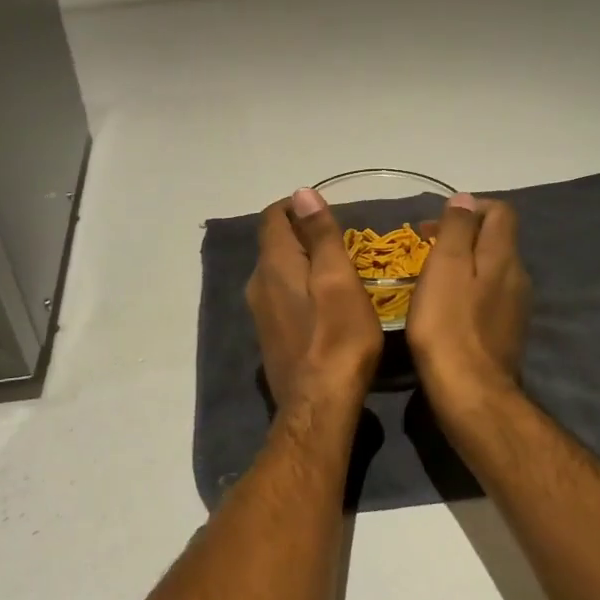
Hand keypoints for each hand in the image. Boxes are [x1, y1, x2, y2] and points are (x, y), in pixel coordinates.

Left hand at [247, 188, 382, 408]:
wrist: (318, 405)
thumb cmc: (336, 338)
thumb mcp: (338, 279)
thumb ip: (320, 235)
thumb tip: (301, 193)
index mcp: (273, 265)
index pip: (273, 217)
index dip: (297, 206)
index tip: (327, 211)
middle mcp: (257, 284)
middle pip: (274, 244)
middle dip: (304, 234)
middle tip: (342, 241)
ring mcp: (260, 313)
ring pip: (278, 272)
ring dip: (304, 262)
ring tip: (340, 270)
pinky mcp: (270, 336)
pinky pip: (282, 296)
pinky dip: (301, 288)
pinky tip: (327, 305)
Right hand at [407, 193, 530, 411]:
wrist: (469, 390)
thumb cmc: (448, 324)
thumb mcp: (446, 266)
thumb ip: (457, 229)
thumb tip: (465, 199)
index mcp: (503, 256)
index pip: (500, 211)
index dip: (470, 208)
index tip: (435, 225)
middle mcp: (518, 276)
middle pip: (496, 240)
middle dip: (463, 236)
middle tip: (425, 249)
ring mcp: (516, 307)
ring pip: (492, 270)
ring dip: (464, 265)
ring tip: (430, 279)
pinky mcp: (507, 332)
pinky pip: (489, 297)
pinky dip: (468, 291)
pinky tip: (445, 310)